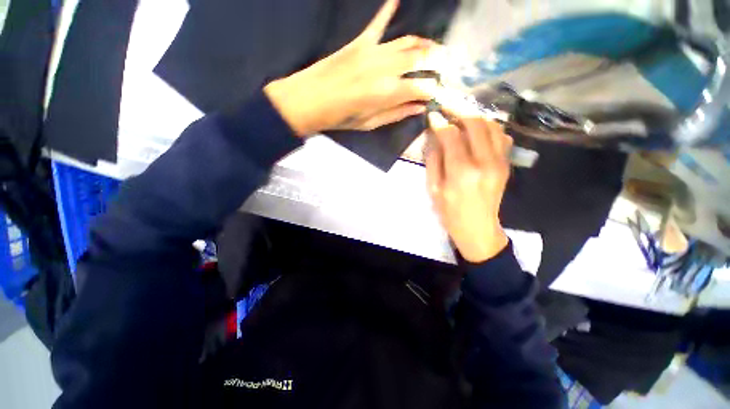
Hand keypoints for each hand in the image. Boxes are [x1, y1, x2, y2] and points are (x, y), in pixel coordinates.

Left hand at [264, 0, 439, 135]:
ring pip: (408, 41)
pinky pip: (379, 23)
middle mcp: (386, 68)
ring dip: (425, 44)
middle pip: (421, 58)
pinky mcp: (360, 42)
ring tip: (435, 48)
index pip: (422, 87)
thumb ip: (396, 114)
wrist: (310, 100)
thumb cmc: (341, 118)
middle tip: (444, 66)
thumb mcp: (370, 123)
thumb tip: (419, 108)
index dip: (433, 90)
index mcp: (389, 93)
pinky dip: (389, 10)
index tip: (437, 93)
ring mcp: (373, 51)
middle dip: (437, 62)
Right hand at [425, 111, 512, 262]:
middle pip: (475, 123)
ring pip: (491, 125)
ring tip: (460, 116)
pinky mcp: (506, 163)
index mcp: (462, 171)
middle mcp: (485, 161)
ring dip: (475, 116)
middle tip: (447, 106)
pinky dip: (488, 127)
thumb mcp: (433, 188)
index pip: (451, 135)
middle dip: (459, 109)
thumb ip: (433, 159)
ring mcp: (500, 161)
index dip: (440, 122)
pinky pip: (501, 136)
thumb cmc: (449, 211)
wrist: (477, 227)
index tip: (433, 115)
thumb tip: (434, 136)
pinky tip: (476, 130)